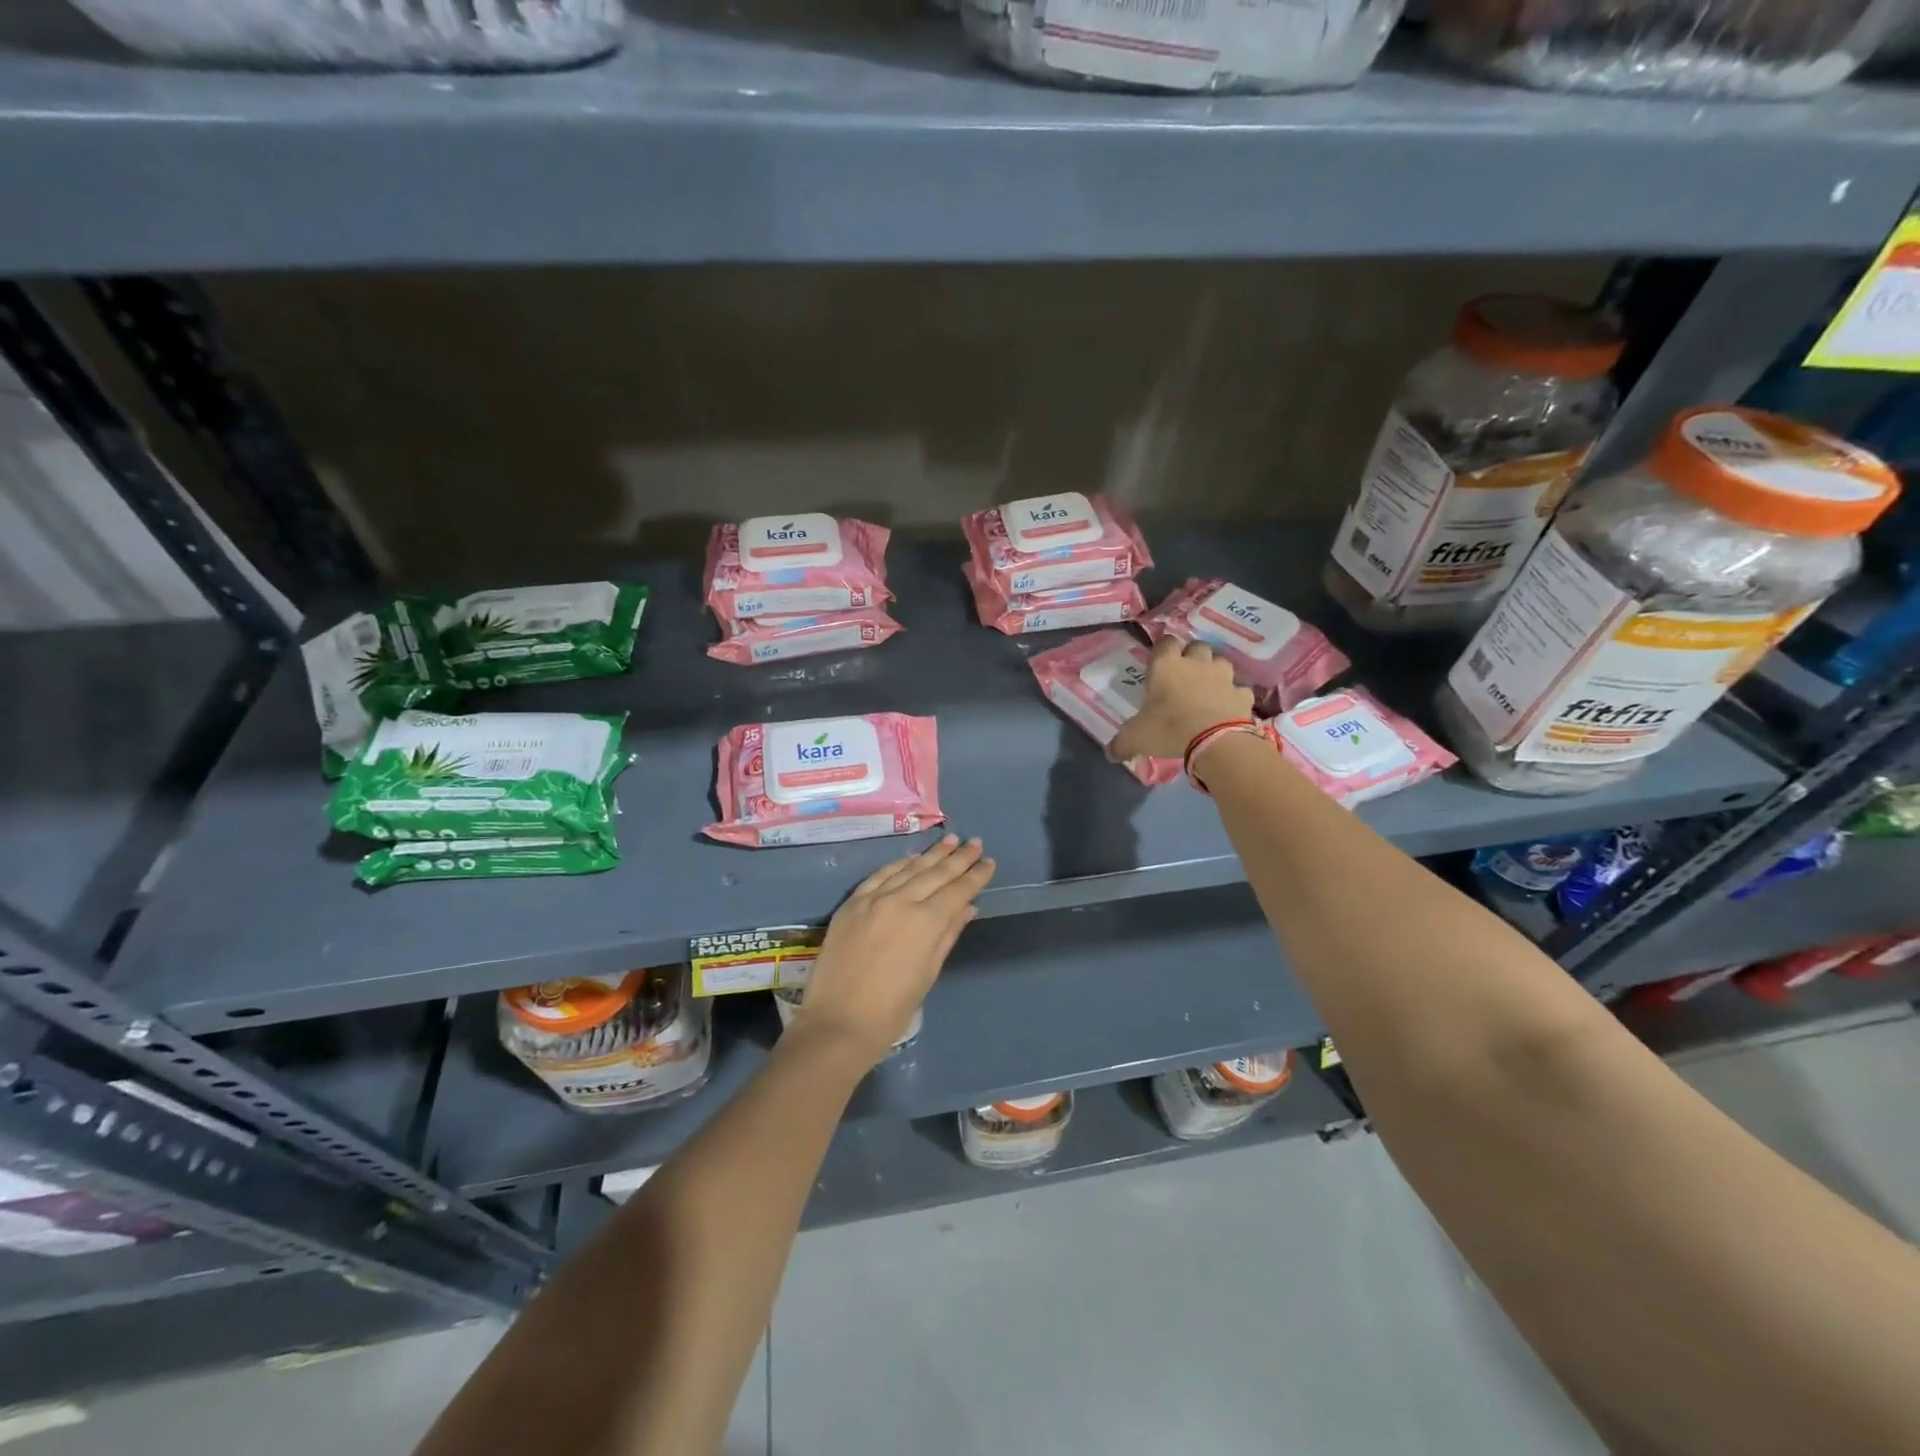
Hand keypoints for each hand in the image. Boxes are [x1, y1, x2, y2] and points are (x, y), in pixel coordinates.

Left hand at [797, 835, 995, 1068]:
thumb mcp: (929, 972)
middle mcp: (901, 900)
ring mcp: (873, 898)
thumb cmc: (892, 1009)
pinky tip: (911, 857)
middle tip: (975, 842)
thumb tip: (967, 907)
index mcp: (926, 921)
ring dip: (931, 854)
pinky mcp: (852, 903)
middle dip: (958, 858)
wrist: (838, 1022)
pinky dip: (899, 864)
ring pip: (908, 868)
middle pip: (935, 873)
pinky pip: (880, 875)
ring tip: (950, 840)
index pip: (958, 890)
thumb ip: (948, 934)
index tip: (989, 861)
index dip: (975, 875)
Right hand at [1109, 637, 1252, 762]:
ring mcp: (1223, 677)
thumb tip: (1109, 754)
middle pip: (1197, 646)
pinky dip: (1234, 697)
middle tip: (1184, 675)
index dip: (1162, 650)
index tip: (1159, 663)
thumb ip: (1122, 743)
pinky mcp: (1242, 695)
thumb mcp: (1136, 737)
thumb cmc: (1168, 729)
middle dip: (1192, 656)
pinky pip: (1239, 690)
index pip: (1165, 642)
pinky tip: (1228, 708)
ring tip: (1208, 689)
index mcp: (1166, 666)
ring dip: (1215, 672)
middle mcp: (1196, 663)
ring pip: (1221, 663)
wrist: (1215, 741)